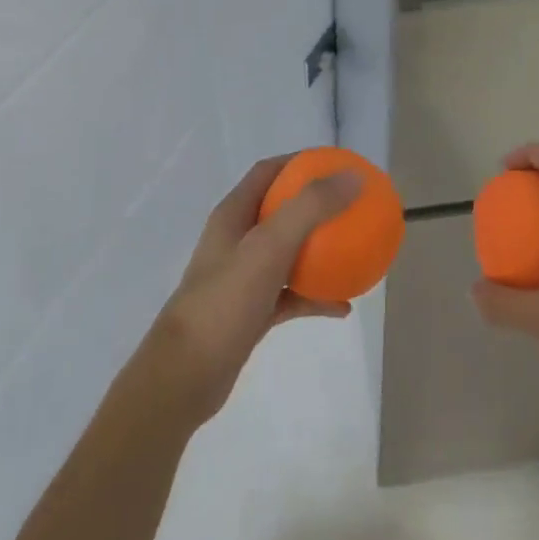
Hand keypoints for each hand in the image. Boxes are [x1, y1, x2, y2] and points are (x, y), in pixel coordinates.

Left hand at [143, 154, 361, 426]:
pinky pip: (290, 295)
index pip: (268, 171)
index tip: (337, 164)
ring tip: (354, 251)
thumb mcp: (269, 247)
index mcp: (234, 215)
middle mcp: (237, 240)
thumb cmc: (224, 302)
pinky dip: (315, 296)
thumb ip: (309, 208)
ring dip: (319, 251)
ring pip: (289, 254)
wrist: (185, 377)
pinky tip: (343, 306)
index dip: (301, 162)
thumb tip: (352, 177)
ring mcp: (243, 277)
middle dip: (316, 205)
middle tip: (352, 206)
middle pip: (281, 210)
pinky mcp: (251, 312)